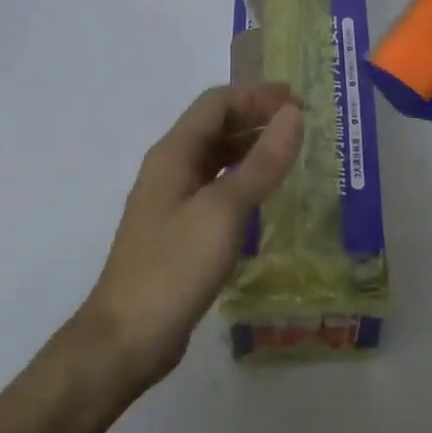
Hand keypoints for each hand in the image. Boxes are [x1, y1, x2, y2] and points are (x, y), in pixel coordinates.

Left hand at [76, 83, 303, 386]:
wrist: (128, 337)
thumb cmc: (175, 267)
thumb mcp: (224, 210)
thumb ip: (262, 162)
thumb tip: (293, 115)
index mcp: (174, 154)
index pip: (217, 103)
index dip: (258, 96)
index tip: (300, 103)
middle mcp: (170, 169)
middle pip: (215, 127)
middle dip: (257, 119)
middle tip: (303, 128)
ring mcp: (173, 201)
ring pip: (216, 159)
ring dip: (251, 149)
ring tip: (293, 155)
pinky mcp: (180, 230)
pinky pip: (216, 189)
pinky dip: (243, 181)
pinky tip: (267, 197)